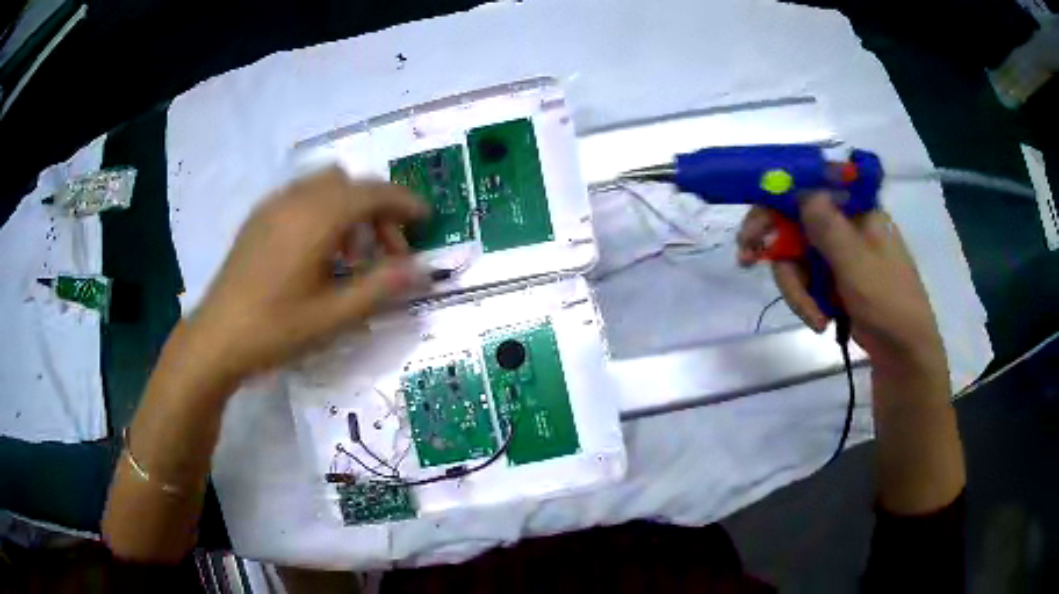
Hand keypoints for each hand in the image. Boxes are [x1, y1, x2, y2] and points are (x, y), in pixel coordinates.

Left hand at [188, 167, 427, 382]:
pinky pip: (303, 198)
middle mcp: (296, 200)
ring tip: (352, 256)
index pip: (373, 193)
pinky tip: (319, 253)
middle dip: (378, 210)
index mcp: (316, 218)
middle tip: (387, 252)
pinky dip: (324, 212)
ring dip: (350, 210)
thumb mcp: (333, 316)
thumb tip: (422, 269)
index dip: (405, 203)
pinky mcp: (259, 218)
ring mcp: (273, 206)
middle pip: (351, 185)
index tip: (426, 221)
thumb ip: (381, 287)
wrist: (216, 339)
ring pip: (326, 188)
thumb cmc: (275, 330)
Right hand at [737, 193, 946, 379]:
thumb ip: (828, 227)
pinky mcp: (832, 279)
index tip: (757, 213)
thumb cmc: (889, 303)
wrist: (903, 355)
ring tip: (814, 318)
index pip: (812, 184)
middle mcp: (844, 225)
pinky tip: (820, 322)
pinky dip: (806, 301)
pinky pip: (805, 280)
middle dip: (774, 244)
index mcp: (856, 209)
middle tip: (745, 258)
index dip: (780, 192)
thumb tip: (800, 187)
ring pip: (796, 257)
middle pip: (795, 220)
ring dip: (797, 289)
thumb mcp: (858, 265)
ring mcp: (837, 253)